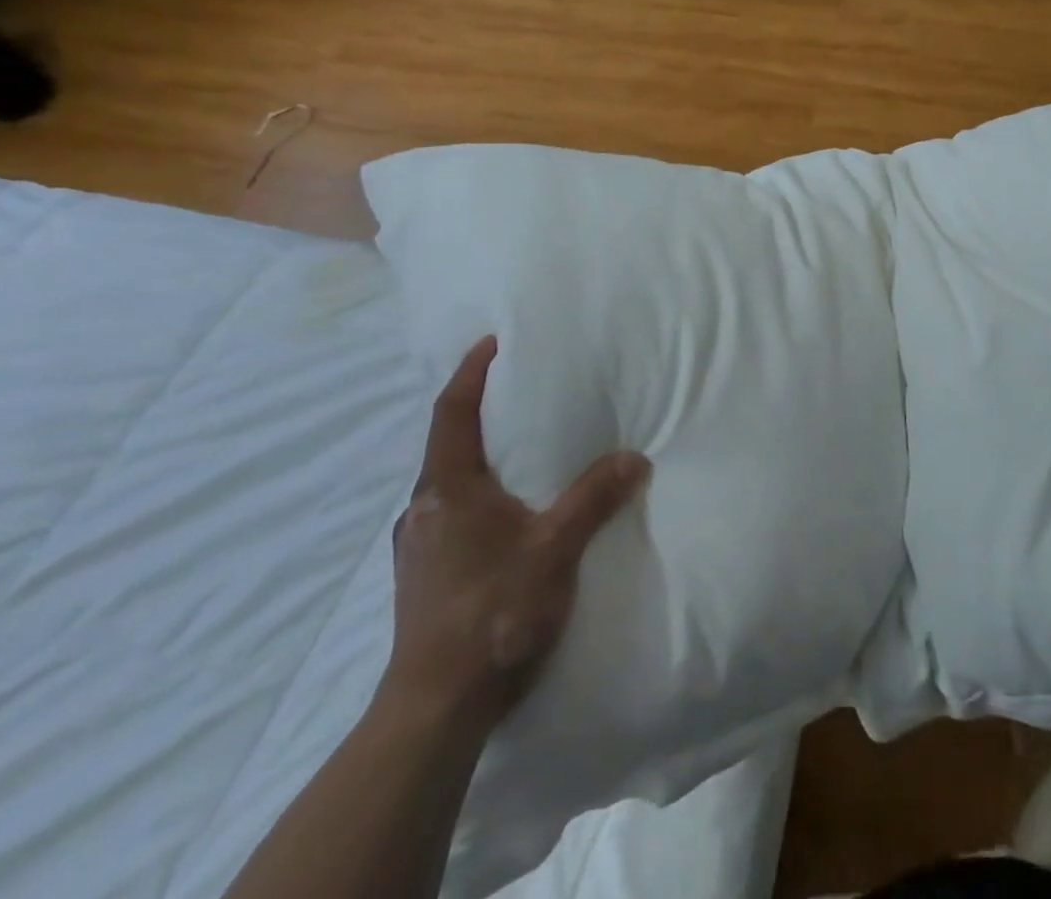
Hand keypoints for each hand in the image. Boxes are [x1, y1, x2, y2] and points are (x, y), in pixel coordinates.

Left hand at [384, 336, 648, 727]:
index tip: (491, 342)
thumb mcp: (554, 549)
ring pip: (448, 482)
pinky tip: (505, 514)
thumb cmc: (493, 613)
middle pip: (447, 444)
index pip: (453, 412)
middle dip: (477, 413)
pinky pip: (449, 513)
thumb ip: (593, 498)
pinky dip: (476, 493)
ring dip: (478, 457)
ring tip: (519, 450)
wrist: (435, 709)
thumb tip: (634, 457)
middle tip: (518, 392)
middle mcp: (422, 509)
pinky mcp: (422, 576)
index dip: (471, 372)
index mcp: (448, 489)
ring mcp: (416, 546)